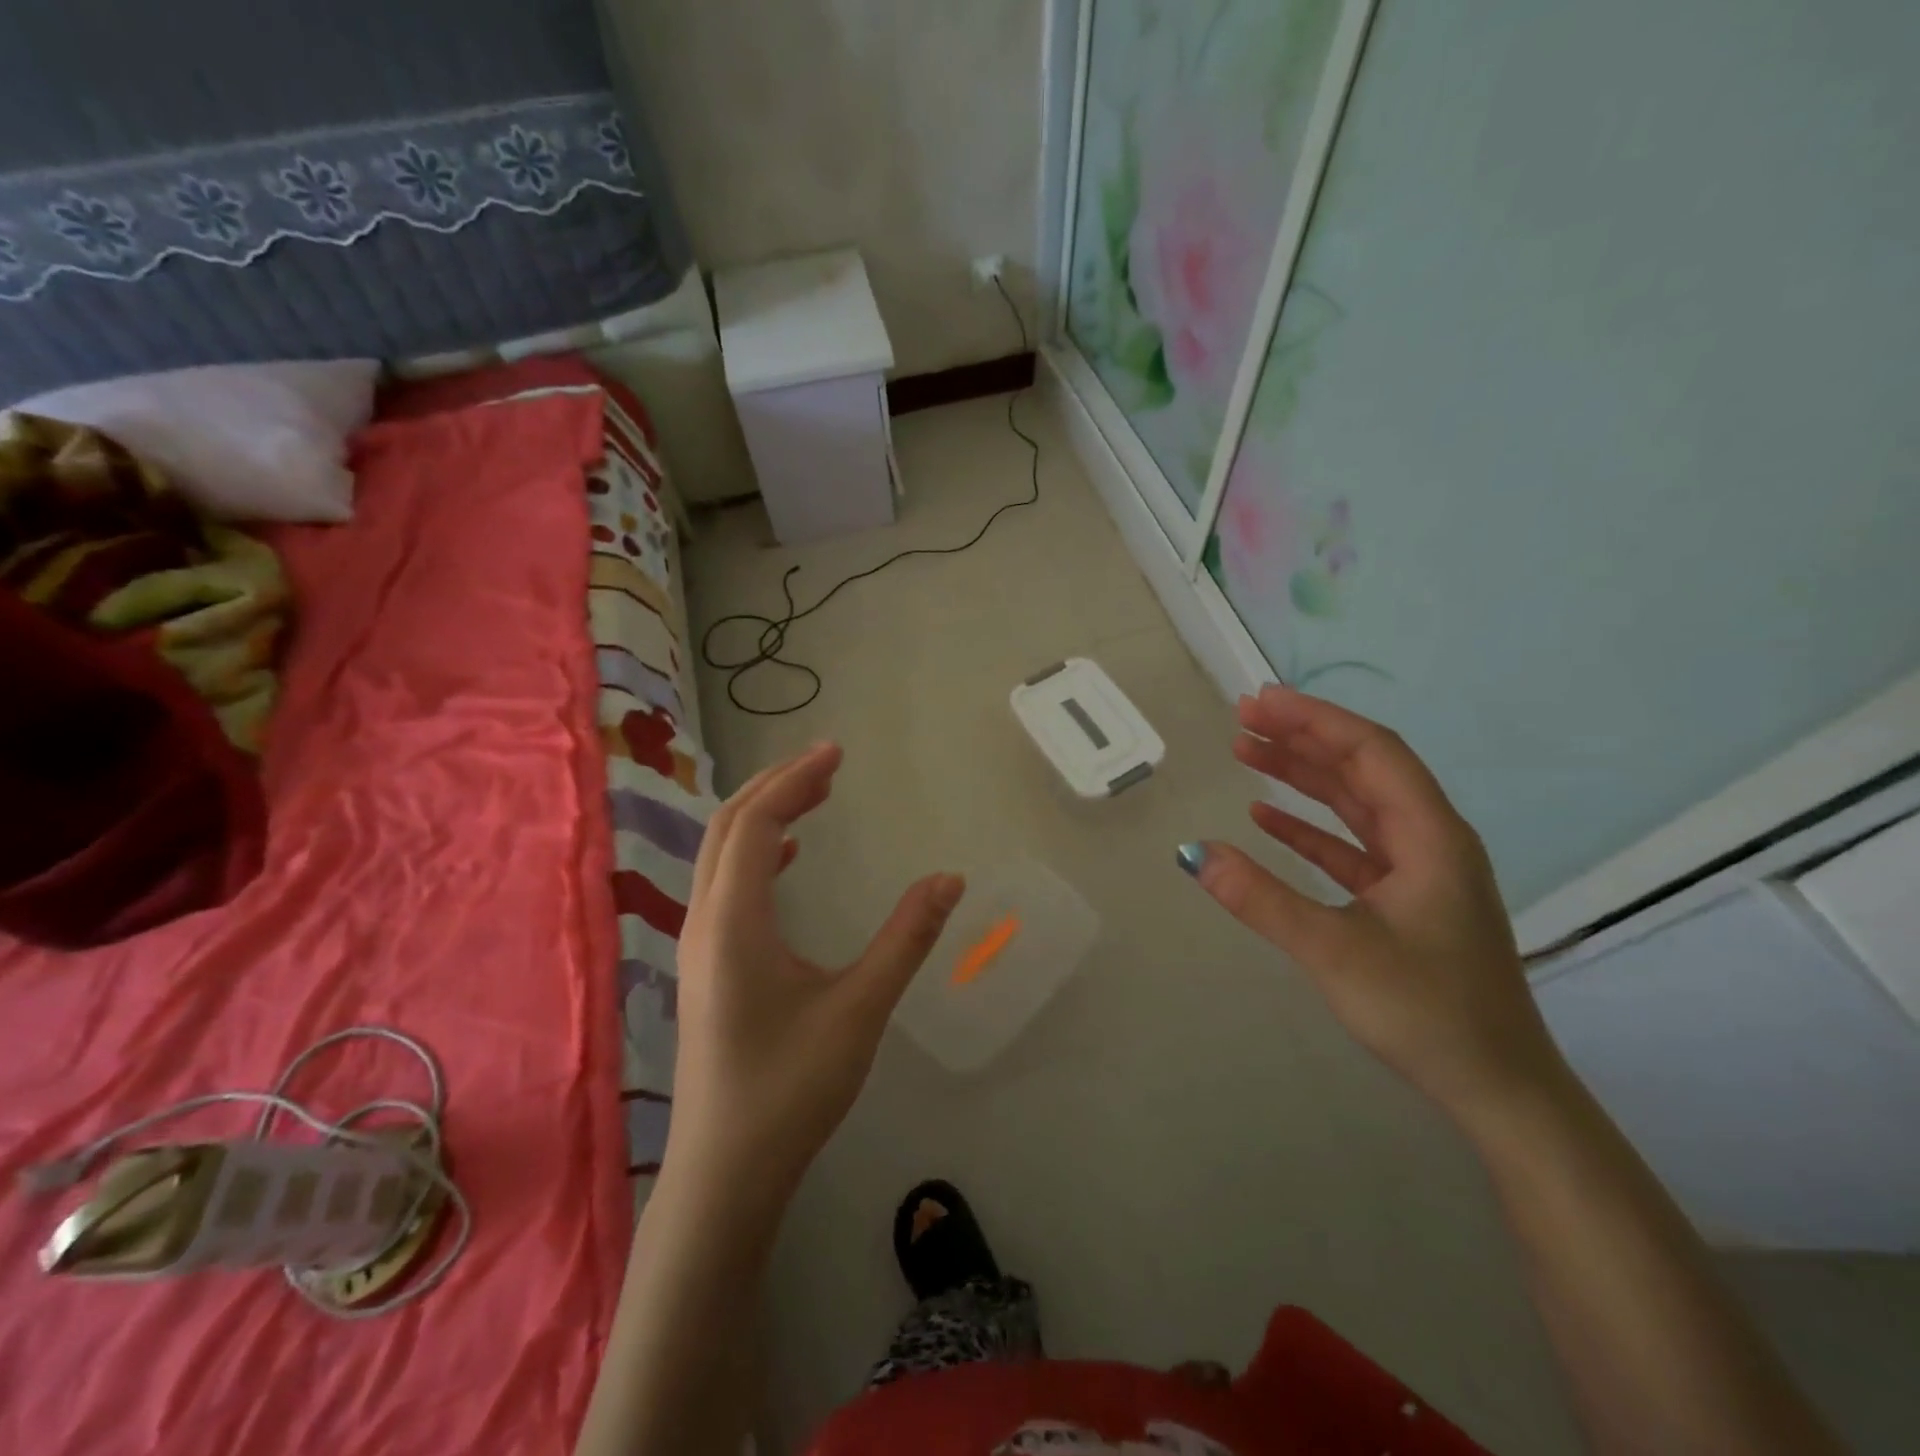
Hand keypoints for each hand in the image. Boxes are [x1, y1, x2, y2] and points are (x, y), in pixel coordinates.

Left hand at [669, 742, 964, 1204]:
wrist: (726, 1172)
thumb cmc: (792, 1088)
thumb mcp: (860, 1008)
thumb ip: (906, 938)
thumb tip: (950, 879)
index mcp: (734, 920)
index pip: (757, 823)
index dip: (795, 780)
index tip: (837, 753)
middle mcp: (706, 921)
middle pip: (729, 827)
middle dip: (778, 786)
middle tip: (829, 764)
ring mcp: (700, 945)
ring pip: (722, 854)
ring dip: (765, 816)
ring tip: (814, 795)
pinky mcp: (707, 965)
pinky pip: (726, 884)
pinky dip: (758, 852)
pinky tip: (789, 858)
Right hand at [1189, 685, 1564, 1119]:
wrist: (1498, 1090)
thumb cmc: (1428, 1013)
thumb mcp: (1335, 952)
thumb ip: (1262, 899)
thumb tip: (1193, 853)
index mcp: (1430, 836)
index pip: (1370, 752)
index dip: (1314, 720)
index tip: (1260, 701)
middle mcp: (1429, 840)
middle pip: (1361, 769)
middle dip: (1302, 737)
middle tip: (1242, 717)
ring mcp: (1417, 871)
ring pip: (1354, 804)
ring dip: (1302, 776)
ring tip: (1246, 751)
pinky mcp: (1402, 900)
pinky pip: (1349, 845)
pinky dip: (1308, 826)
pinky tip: (1266, 818)